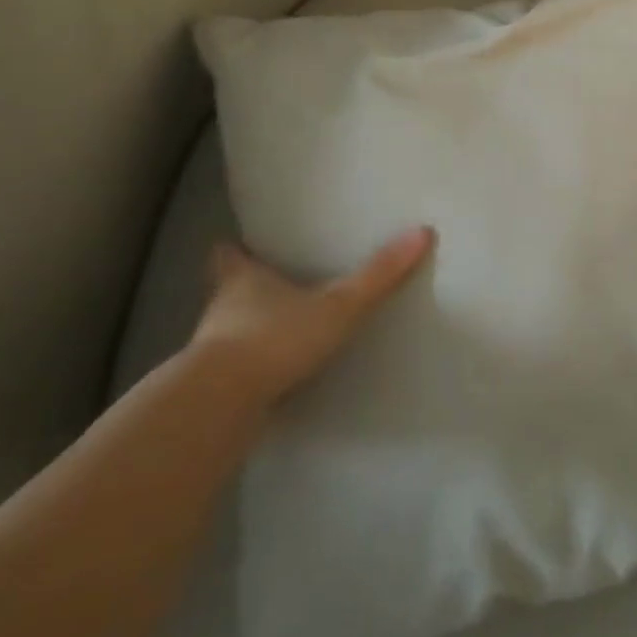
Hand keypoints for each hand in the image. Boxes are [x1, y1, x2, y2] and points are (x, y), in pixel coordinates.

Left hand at [189, 229, 433, 405]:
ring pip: (229, 334)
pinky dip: (252, 372)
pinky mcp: (214, 392)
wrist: (220, 406)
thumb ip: (378, 274)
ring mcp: (212, 354)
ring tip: (278, 332)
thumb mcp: (337, 305)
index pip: (229, 256)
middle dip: (245, 289)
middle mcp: (222, 311)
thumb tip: (423, 231)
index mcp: (244, 282)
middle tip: (271, 285)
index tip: (236, 243)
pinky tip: (275, 378)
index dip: (234, 250)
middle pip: (228, 293)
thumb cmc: (275, 339)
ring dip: (247, 332)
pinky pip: (235, 374)